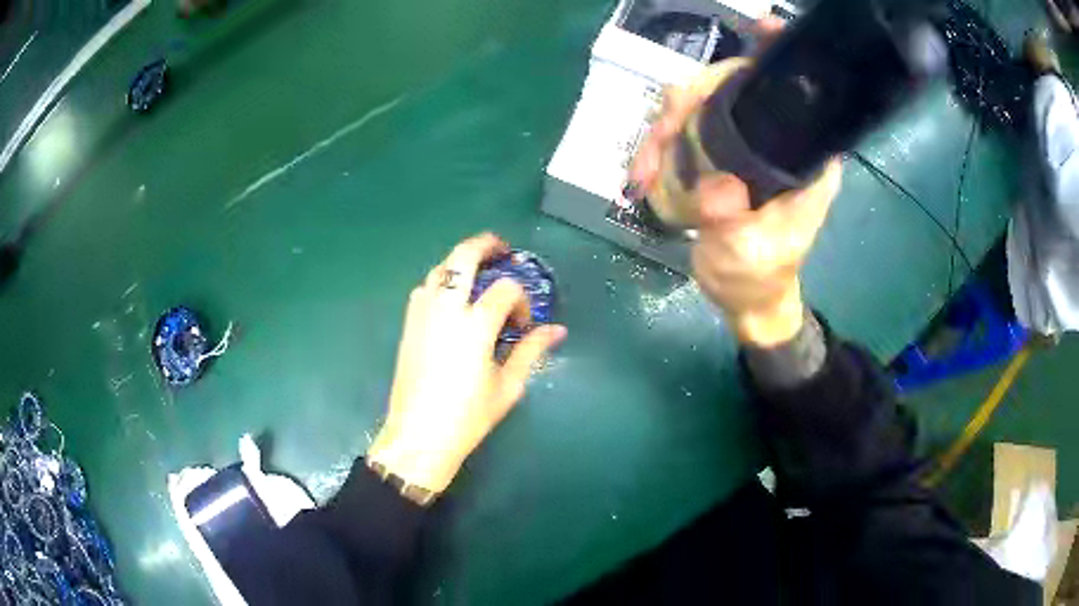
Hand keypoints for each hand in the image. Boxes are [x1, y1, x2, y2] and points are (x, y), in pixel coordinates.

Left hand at [367, 233, 566, 492]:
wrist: (419, 436)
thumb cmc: (467, 416)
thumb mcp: (508, 386)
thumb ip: (531, 351)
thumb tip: (557, 330)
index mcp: (476, 326)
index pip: (505, 289)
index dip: (521, 301)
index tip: (523, 324)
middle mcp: (446, 310)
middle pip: (463, 257)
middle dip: (485, 245)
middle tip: (501, 249)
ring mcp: (422, 315)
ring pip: (440, 269)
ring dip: (460, 264)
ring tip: (476, 276)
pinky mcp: (408, 325)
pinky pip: (424, 289)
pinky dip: (440, 283)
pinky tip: (451, 302)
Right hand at [629, 24, 841, 346]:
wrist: (746, 299)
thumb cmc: (758, 280)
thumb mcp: (749, 257)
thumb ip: (735, 224)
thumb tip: (715, 187)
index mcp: (803, 160)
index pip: (793, 95)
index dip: (774, 58)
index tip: (762, 28)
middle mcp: (775, 142)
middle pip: (729, 88)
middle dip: (689, 102)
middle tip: (661, 137)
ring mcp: (743, 146)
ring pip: (697, 105)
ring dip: (663, 128)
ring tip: (642, 173)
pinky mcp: (717, 156)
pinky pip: (680, 132)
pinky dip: (655, 148)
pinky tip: (640, 178)